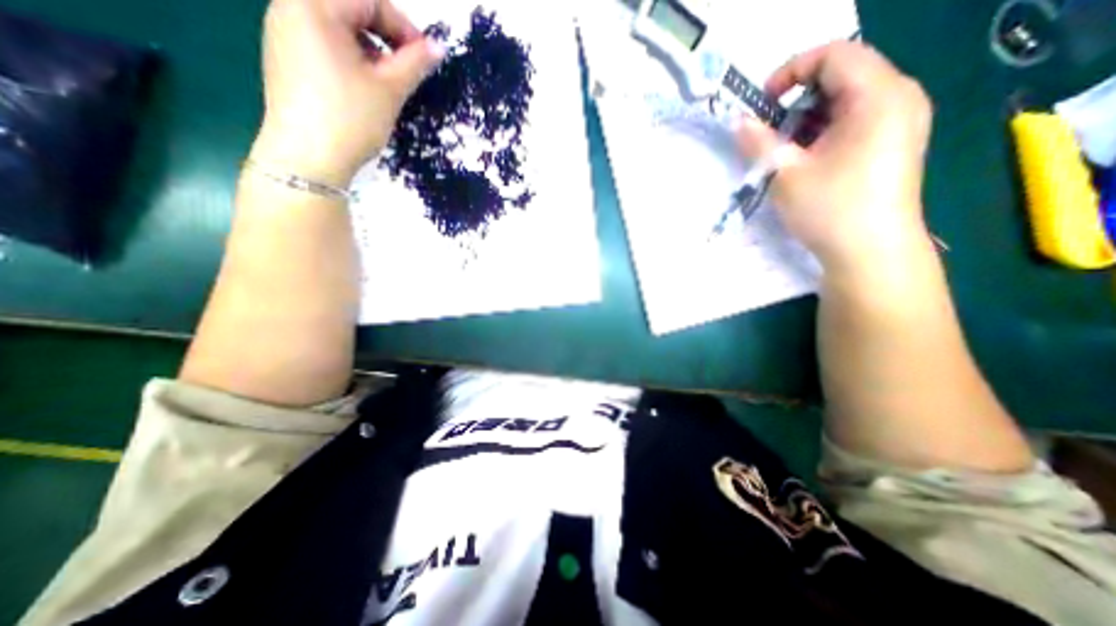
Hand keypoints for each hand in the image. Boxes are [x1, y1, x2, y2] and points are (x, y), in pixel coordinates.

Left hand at [249, 0, 442, 186]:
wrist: (309, 158)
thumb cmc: (351, 118)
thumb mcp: (389, 90)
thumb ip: (415, 63)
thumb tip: (438, 47)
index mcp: (313, 5)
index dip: (403, 26)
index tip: (424, 57)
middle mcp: (290, 8)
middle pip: (350, 9)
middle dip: (386, 37)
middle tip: (406, 70)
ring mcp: (284, 34)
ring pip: (338, 28)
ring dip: (370, 50)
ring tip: (387, 83)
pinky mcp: (285, 60)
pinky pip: (324, 45)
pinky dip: (351, 59)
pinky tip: (363, 88)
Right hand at [740, 42, 933, 272]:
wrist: (871, 251)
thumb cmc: (830, 209)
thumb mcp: (785, 174)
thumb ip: (758, 142)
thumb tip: (739, 121)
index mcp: (879, 96)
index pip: (835, 54)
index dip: (792, 70)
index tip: (763, 103)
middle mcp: (899, 97)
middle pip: (843, 74)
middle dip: (799, 98)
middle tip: (771, 132)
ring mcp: (902, 120)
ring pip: (848, 98)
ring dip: (809, 117)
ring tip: (787, 151)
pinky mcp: (895, 141)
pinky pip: (857, 118)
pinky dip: (825, 130)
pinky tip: (809, 159)